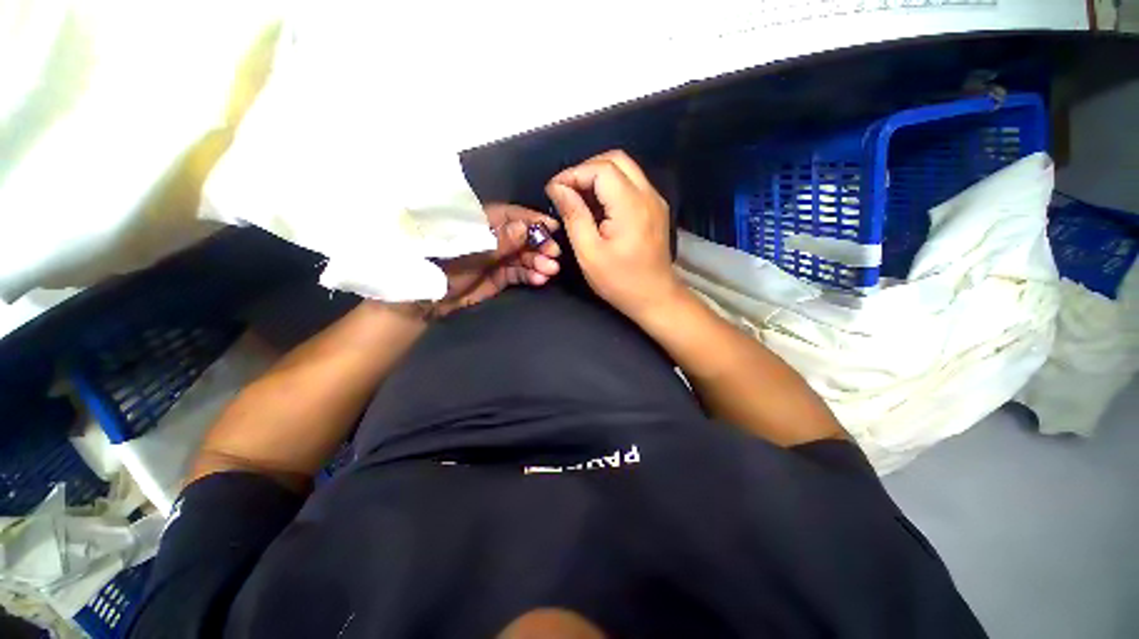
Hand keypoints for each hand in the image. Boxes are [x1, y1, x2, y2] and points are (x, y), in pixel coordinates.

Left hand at [432, 203, 560, 316]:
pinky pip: (520, 273)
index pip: (512, 215)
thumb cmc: (443, 267)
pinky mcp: (501, 276)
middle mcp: (494, 238)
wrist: (429, 300)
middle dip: (540, 245)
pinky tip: (540, 279)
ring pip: (524, 256)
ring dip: (539, 262)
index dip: (533, 220)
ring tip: (550, 270)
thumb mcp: (470, 251)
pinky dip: (531, 275)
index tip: (553, 227)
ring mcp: (498, 258)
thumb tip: (525, 228)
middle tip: (554, 254)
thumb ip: (498, 242)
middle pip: (523, 237)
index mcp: (482, 223)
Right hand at [545, 150, 679, 320]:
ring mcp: (655, 200)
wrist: (655, 297)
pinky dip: (611, 186)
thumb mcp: (589, 253)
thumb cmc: (620, 281)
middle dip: (586, 169)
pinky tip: (597, 206)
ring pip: (625, 169)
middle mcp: (648, 195)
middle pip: (616, 159)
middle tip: (566, 190)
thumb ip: (573, 216)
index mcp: (631, 206)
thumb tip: (558, 189)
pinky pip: (631, 184)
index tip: (554, 190)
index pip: (601, 169)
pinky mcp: (655, 208)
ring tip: (577, 196)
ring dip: (598, 176)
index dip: (574, 173)